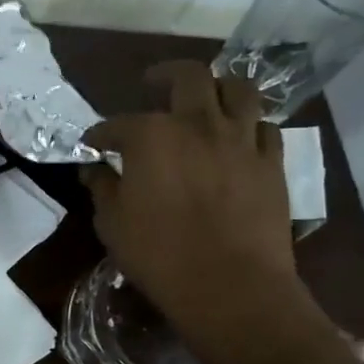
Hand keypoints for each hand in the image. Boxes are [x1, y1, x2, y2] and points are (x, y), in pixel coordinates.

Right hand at [82, 61, 298, 340]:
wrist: (232, 288)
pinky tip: (238, 138)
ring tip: (206, 98)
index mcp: (151, 136)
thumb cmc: (160, 256)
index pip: (117, 124)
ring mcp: (241, 140)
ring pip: (238, 89)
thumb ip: (102, 188)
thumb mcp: (112, 224)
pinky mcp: (271, 163)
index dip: (100, 134)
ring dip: (217, 87)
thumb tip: (95, 169)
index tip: (92, 145)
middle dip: (164, 75)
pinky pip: (265, 128)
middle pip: (187, 77)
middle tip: (153, 84)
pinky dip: (249, 126)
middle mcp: (198, 124)